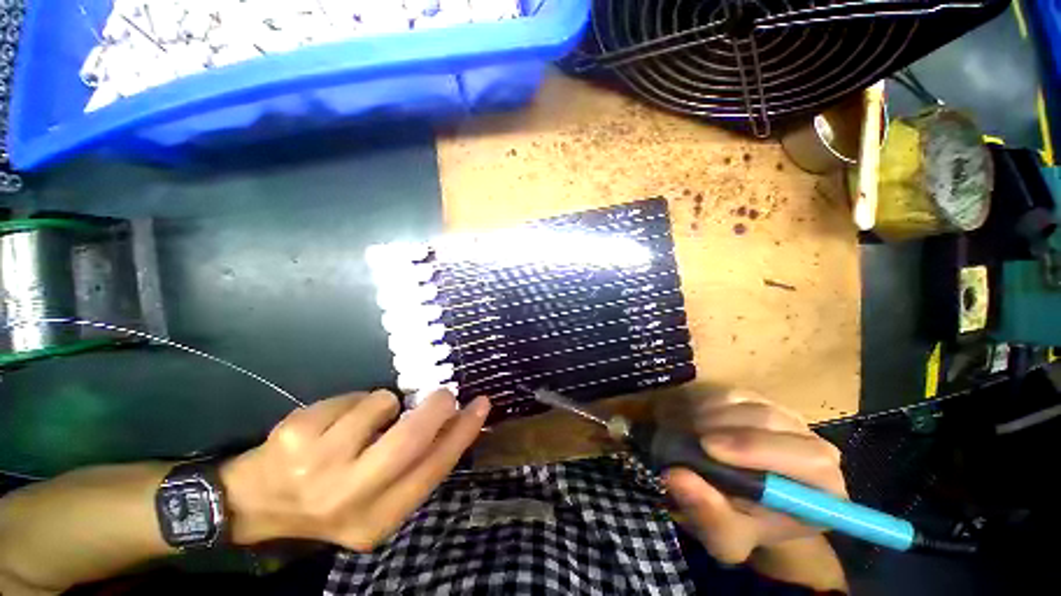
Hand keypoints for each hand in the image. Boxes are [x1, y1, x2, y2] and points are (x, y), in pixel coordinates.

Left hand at [220, 389, 489, 550]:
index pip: (433, 470)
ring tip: (368, 420)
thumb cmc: (331, 497)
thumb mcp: (377, 499)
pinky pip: (352, 397)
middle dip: (436, 408)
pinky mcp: (297, 436)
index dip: (463, 433)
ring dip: (386, 403)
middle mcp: (349, 498)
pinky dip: (356, 401)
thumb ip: (415, 466)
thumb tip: (452, 422)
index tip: (481, 405)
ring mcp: (318, 466)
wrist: (256, 503)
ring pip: (381, 405)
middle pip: (411, 439)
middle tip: (444, 394)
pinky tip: (335, 421)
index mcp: (377, 519)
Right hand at [662, 390, 845, 564]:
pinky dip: (709, 404)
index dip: (757, 450)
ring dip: (713, 416)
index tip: (709, 448)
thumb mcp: (723, 537)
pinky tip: (697, 422)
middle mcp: (814, 447)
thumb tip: (677, 476)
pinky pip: (734, 394)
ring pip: (749, 404)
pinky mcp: (762, 402)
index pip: (809, 461)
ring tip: (690, 434)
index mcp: (823, 490)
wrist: (738, 503)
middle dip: (728, 429)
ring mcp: (787, 419)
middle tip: (693, 438)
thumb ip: (709, 514)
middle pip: (774, 422)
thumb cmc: (739, 524)